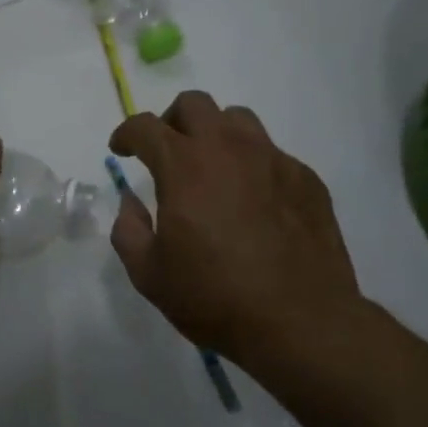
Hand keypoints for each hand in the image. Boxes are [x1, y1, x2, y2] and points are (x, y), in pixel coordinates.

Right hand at [109, 91, 366, 369]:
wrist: (301, 322)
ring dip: (215, 133)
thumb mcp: (149, 274)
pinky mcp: (306, 179)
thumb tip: (131, 202)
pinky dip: (252, 165)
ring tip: (212, 167)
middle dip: (171, 121)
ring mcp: (272, 160)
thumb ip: (128, 229)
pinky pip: (272, 154)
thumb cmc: (215, 297)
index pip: (145, 126)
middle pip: (194, 104)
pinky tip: (253, 201)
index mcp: (184, 165)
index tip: (121, 149)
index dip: (126, 133)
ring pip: (238, 119)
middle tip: (167, 152)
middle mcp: (228, 148)